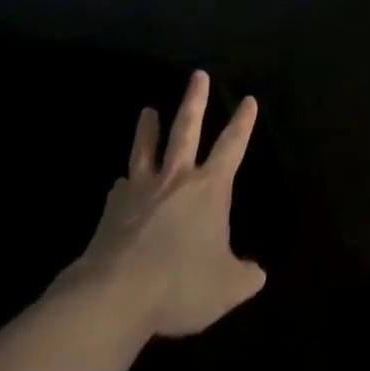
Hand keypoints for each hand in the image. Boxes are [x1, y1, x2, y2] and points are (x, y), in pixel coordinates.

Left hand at [61, 71, 266, 340]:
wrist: (115, 296)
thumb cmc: (181, 283)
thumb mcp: (225, 287)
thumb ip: (243, 276)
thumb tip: (258, 274)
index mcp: (209, 188)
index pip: (232, 146)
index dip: (242, 123)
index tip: (248, 99)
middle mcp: (176, 179)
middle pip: (186, 130)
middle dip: (195, 102)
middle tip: (197, 75)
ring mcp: (140, 192)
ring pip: (146, 151)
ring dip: (148, 130)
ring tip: (147, 111)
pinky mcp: (111, 213)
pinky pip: (119, 191)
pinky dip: (122, 185)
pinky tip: (119, 185)